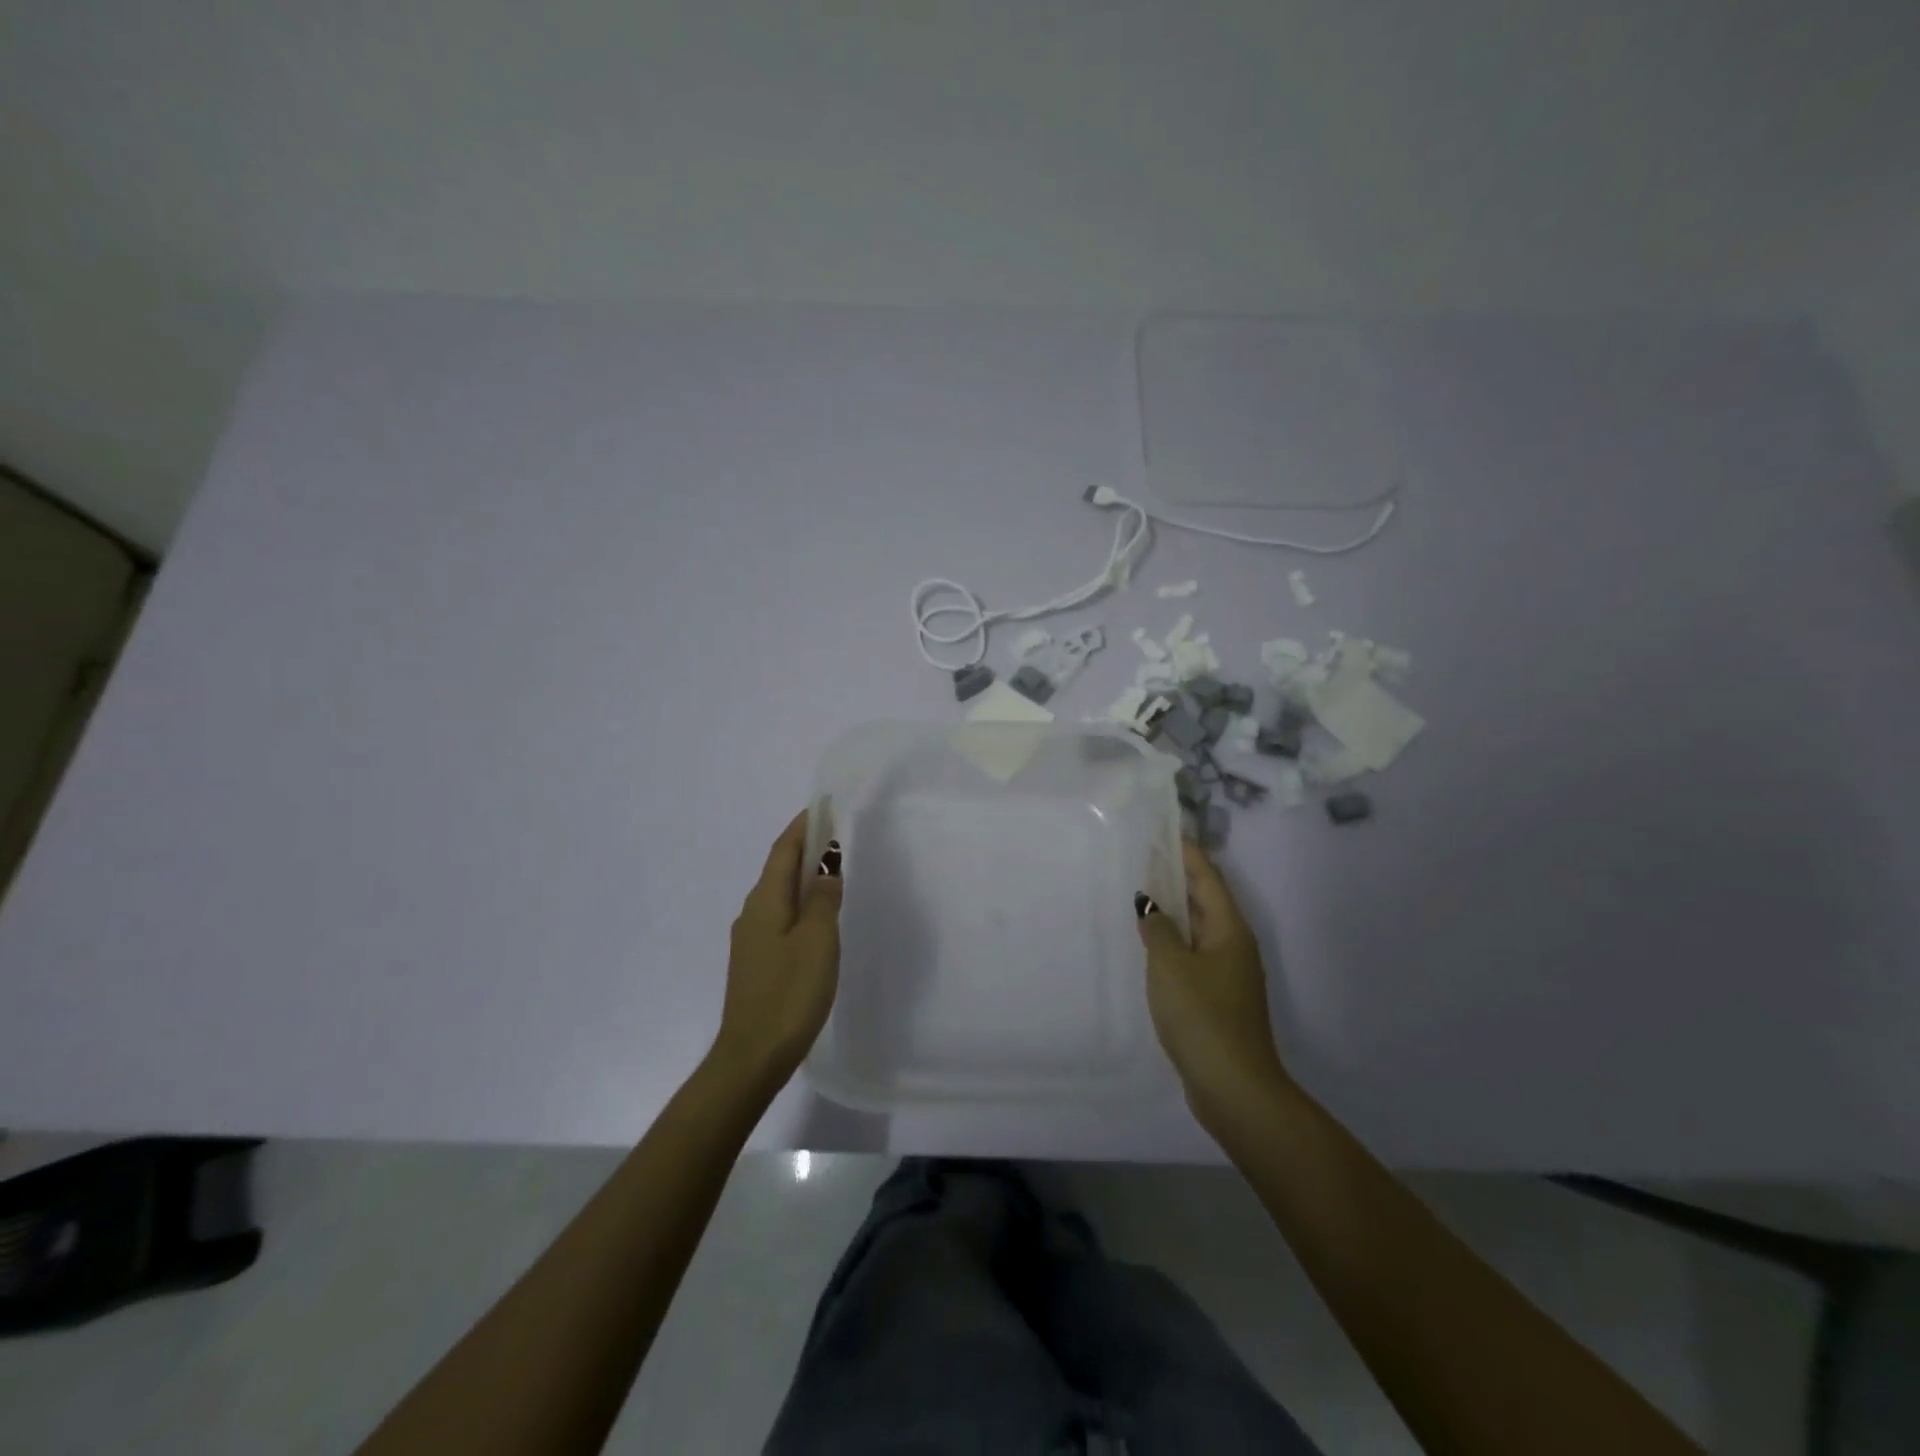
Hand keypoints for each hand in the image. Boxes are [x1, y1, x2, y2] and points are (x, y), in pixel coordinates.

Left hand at [711, 810, 843, 1088]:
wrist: (752, 1056)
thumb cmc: (789, 993)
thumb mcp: (818, 941)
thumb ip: (824, 899)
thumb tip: (826, 867)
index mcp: (765, 901)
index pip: (783, 850)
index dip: (802, 826)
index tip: (821, 806)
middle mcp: (752, 913)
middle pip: (779, 869)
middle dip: (804, 847)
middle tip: (834, 833)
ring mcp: (751, 939)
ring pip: (779, 894)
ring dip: (802, 876)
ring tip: (830, 870)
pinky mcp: (756, 961)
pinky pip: (780, 916)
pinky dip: (799, 903)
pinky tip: (816, 917)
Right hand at [1137, 841, 1292, 1129]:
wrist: (1235, 1087)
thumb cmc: (1203, 1017)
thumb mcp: (1171, 966)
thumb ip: (1158, 930)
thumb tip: (1150, 905)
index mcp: (1230, 930)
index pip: (1208, 878)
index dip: (1187, 853)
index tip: (1165, 831)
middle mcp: (1234, 945)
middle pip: (1206, 900)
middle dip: (1178, 878)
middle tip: (1145, 859)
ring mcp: (1229, 973)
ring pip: (1199, 929)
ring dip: (1175, 911)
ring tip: (1143, 896)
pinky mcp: (1219, 998)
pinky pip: (1194, 954)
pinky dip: (1174, 941)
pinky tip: (1152, 947)